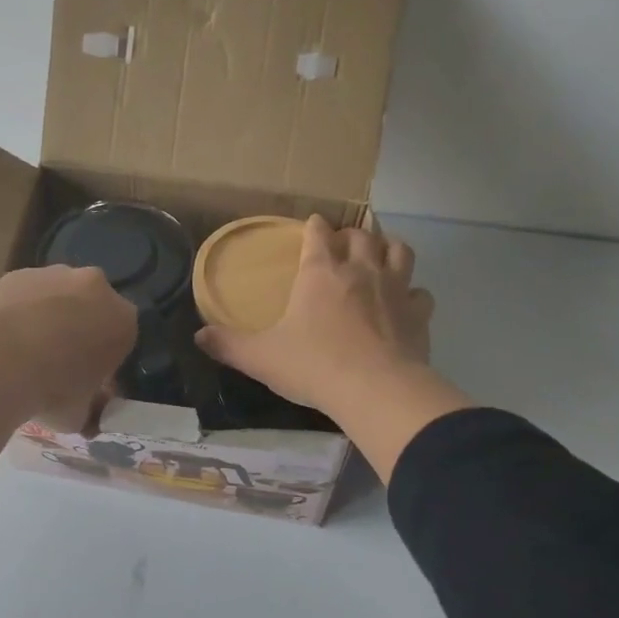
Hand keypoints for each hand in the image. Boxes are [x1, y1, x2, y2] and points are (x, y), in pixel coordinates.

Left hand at [0, 265, 136, 453]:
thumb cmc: (49, 390)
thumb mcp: (80, 416)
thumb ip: (91, 409)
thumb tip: (89, 413)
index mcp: (122, 320)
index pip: (123, 340)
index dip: (106, 362)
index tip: (89, 382)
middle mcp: (95, 286)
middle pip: (92, 310)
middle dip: (80, 332)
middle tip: (58, 366)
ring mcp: (53, 275)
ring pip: (58, 298)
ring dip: (49, 319)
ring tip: (24, 354)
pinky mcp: (15, 274)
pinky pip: (25, 296)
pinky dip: (18, 313)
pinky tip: (1, 341)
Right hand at [197, 216, 432, 411]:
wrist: (374, 390)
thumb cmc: (313, 365)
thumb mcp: (260, 357)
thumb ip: (228, 344)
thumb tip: (197, 336)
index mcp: (320, 272)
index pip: (317, 233)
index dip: (313, 227)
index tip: (311, 227)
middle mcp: (360, 270)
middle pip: (361, 235)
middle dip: (351, 235)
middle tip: (342, 247)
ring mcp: (395, 289)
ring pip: (399, 251)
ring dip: (388, 250)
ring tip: (379, 260)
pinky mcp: (418, 314)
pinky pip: (421, 293)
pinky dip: (413, 294)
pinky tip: (405, 305)